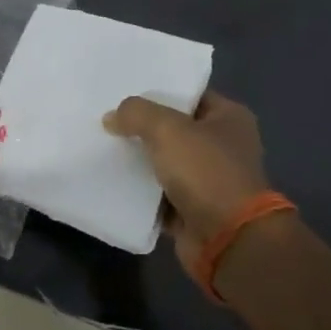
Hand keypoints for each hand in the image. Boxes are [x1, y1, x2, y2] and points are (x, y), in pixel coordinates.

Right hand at [103, 91, 274, 269]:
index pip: (188, 94)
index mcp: (229, 117)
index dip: (157, 90)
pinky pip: (158, 193)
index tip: (123, 89)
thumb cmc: (206, 172)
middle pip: (173, 128)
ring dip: (138, 159)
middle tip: (105, 117)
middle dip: (142, 126)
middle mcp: (222, 146)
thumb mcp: (167, 129)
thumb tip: (111, 117)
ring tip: (101, 145)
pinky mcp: (192, 208)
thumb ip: (136, 113)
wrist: (227, 240)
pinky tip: (110, 179)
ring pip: (164, 161)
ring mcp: (208, 180)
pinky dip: (139, 190)